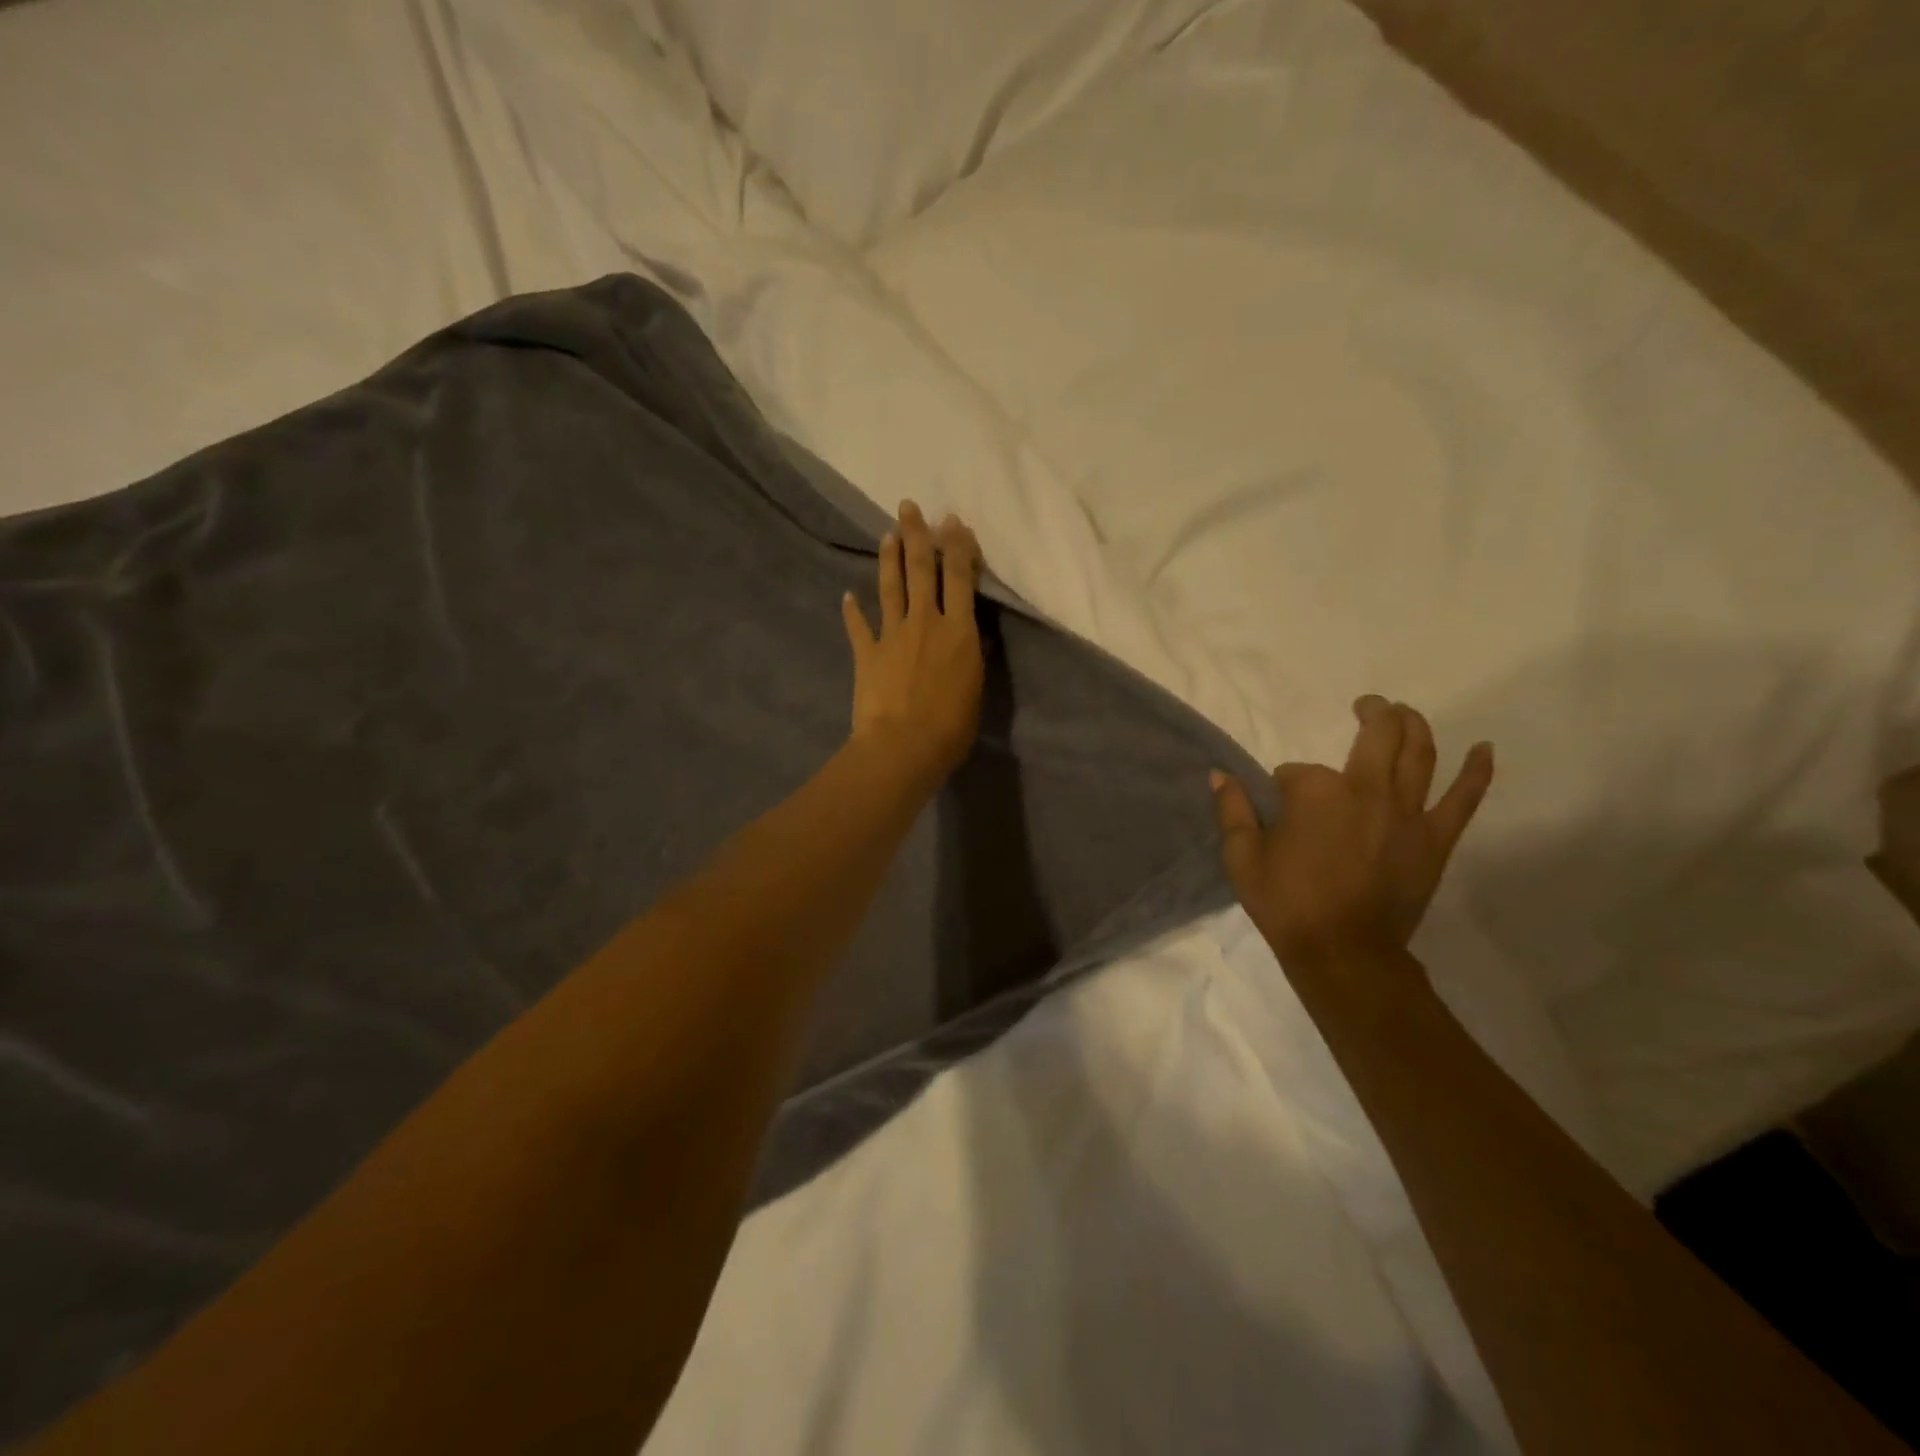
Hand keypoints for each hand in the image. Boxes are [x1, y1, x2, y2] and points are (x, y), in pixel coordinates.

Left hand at [841, 501, 984, 791]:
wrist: (902, 746)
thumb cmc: (951, 727)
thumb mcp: (975, 690)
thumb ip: (972, 658)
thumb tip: (973, 637)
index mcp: (959, 631)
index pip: (961, 578)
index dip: (958, 546)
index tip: (953, 521)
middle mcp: (926, 622)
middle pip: (922, 570)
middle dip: (917, 535)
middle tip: (909, 506)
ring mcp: (893, 634)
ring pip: (891, 588)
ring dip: (889, 558)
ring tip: (887, 533)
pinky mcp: (867, 652)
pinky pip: (859, 626)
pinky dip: (852, 610)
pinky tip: (847, 595)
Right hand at [1211, 696, 1493, 970]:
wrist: (1343, 952)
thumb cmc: (1286, 903)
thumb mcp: (1242, 858)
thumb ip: (1232, 811)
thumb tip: (1220, 776)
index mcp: (1316, 792)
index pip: (1296, 771)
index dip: (1284, 785)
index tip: (1278, 806)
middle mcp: (1366, 790)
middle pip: (1377, 736)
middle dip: (1371, 713)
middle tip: (1367, 705)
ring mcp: (1407, 812)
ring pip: (1419, 753)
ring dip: (1414, 725)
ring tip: (1407, 712)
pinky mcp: (1435, 838)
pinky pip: (1463, 798)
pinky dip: (1476, 771)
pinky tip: (1484, 749)